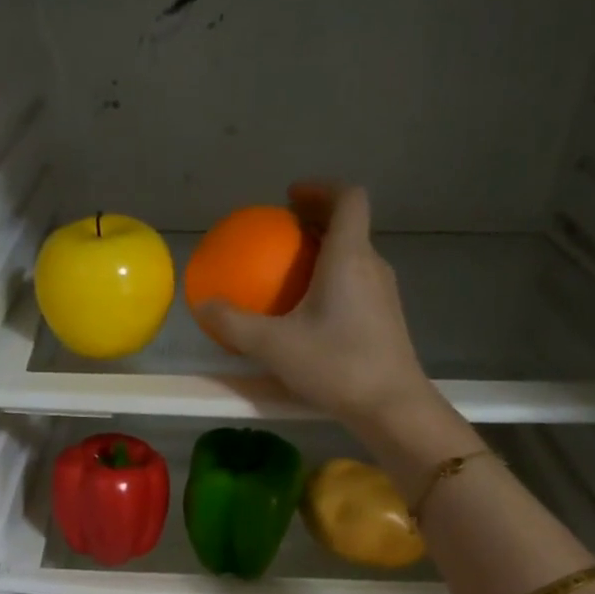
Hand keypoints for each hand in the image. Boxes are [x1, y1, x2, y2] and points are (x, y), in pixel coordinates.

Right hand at [197, 182, 432, 437]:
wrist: (390, 405)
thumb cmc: (335, 365)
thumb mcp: (274, 346)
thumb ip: (235, 324)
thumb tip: (204, 305)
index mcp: (349, 256)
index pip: (347, 198)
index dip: (320, 189)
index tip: (291, 198)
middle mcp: (372, 266)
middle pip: (350, 226)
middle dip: (316, 221)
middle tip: (283, 232)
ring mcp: (384, 294)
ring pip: (354, 256)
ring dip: (326, 252)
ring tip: (293, 272)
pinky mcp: (386, 320)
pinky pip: (357, 284)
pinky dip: (333, 281)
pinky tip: (310, 313)